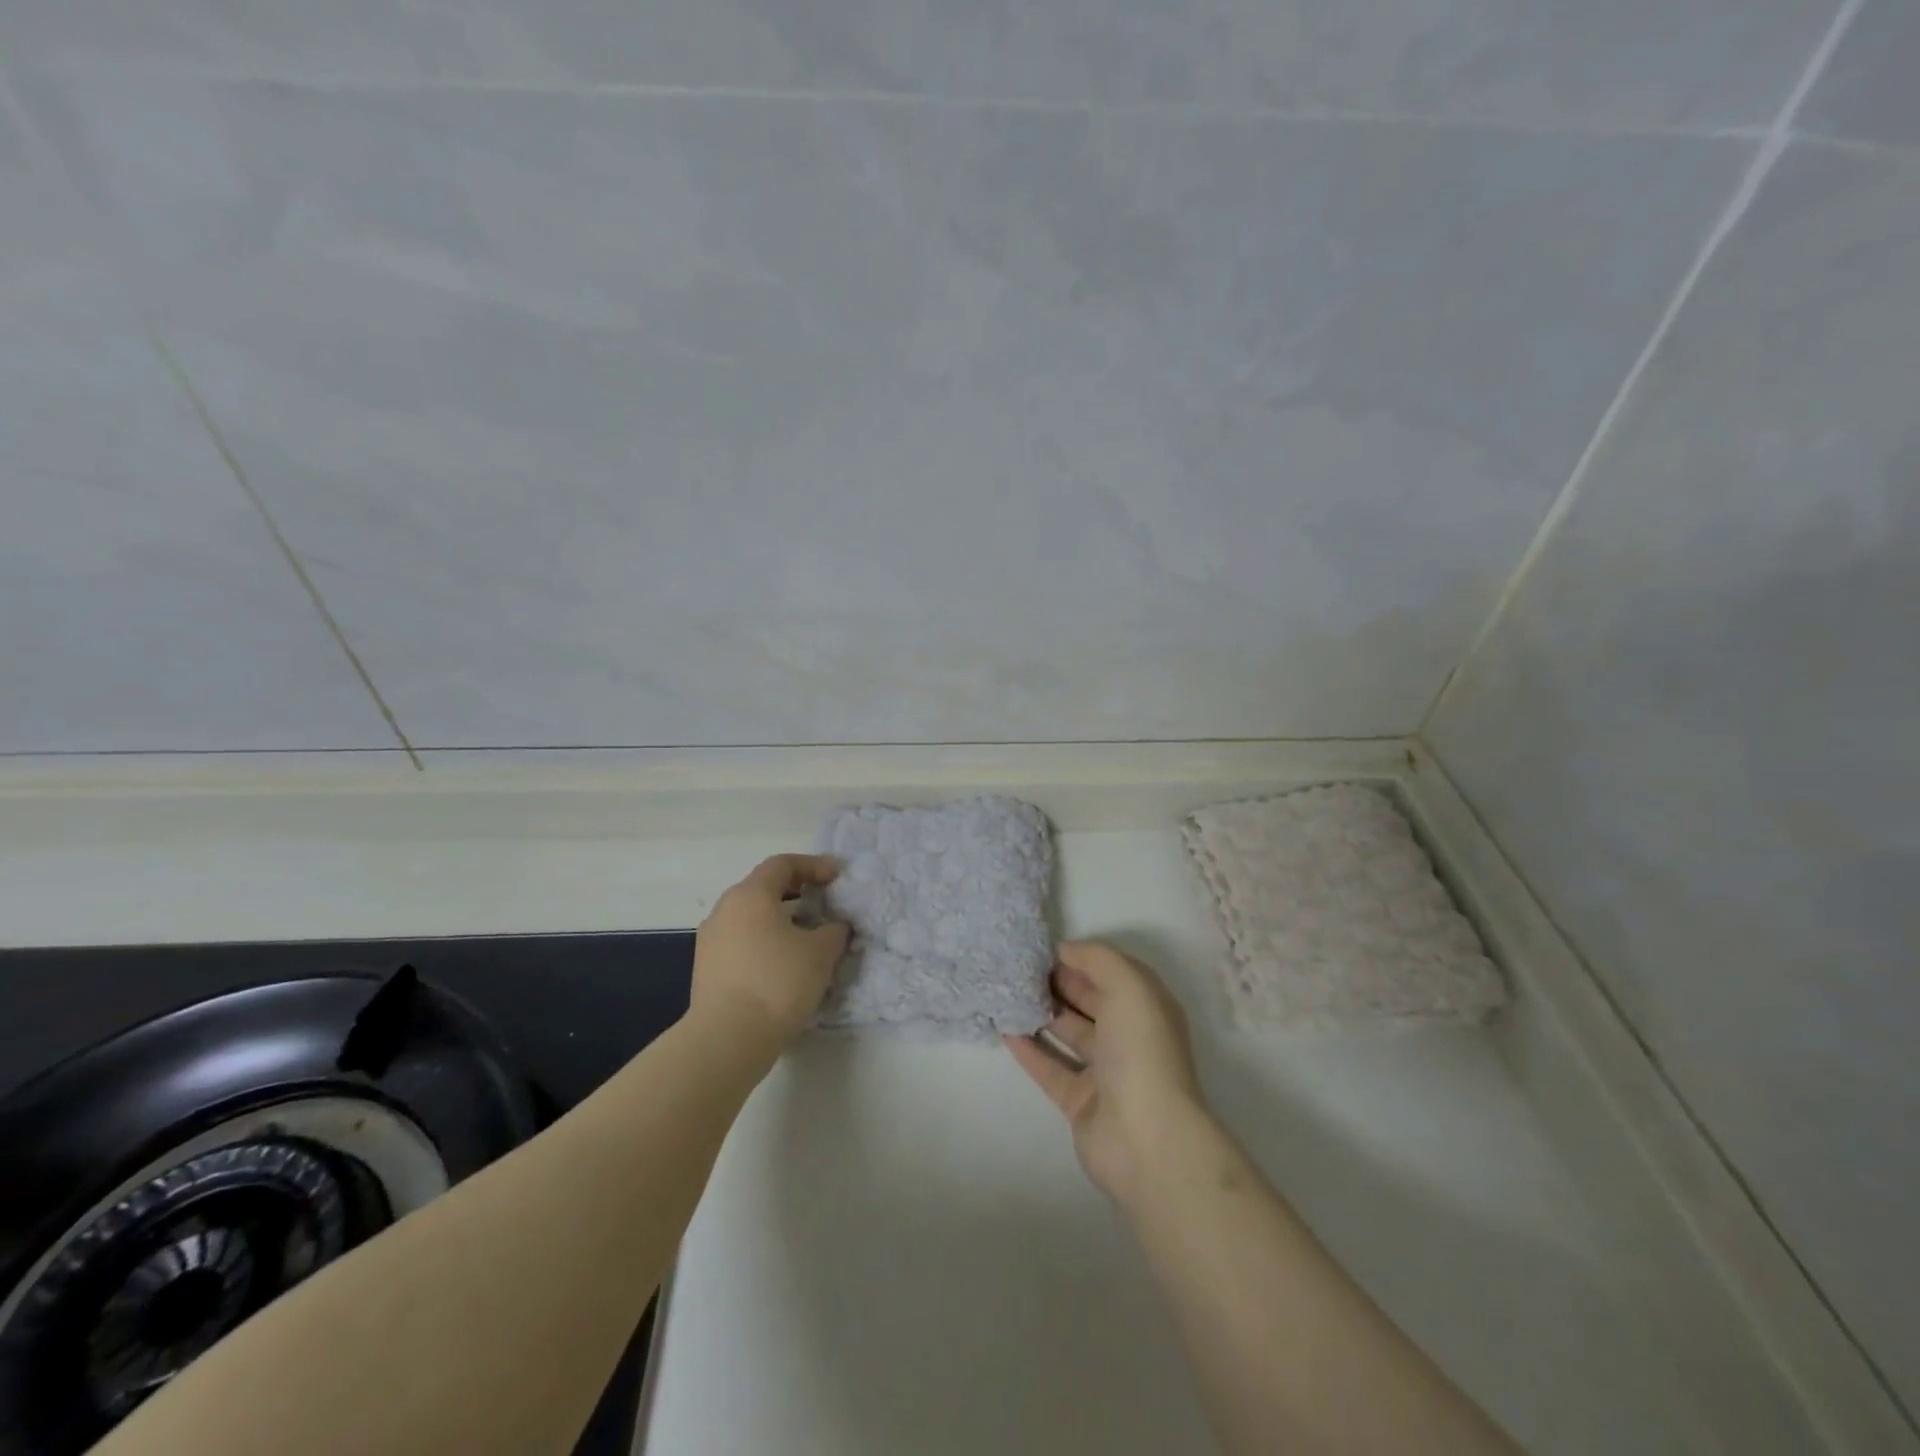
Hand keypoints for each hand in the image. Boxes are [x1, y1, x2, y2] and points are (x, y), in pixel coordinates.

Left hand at [692, 854, 849, 1046]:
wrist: (727, 1038)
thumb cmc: (778, 982)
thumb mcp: (821, 953)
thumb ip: (834, 931)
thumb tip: (834, 927)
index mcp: (750, 895)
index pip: (782, 864)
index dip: (813, 865)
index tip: (836, 877)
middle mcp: (725, 909)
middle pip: (763, 888)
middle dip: (796, 891)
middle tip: (823, 902)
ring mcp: (710, 940)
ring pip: (750, 917)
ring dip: (780, 919)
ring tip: (806, 937)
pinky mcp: (706, 969)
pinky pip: (741, 941)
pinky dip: (764, 941)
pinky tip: (783, 964)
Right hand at [1005, 941, 1207, 1205]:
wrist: (1146, 1139)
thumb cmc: (1141, 1051)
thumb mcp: (1128, 986)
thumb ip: (1097, 959)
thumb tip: (1066, 950)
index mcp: (1147, 1008)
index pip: (1111, 974)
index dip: (1080, 960)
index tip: (1042, 950)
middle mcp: (1129, 1037)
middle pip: (1090, 1002)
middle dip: (1059, 984)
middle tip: (1019, 969)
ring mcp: (1105, 1073)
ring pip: (1069, 1034)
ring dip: (1041, 1014)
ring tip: (1007, 993)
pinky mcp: (1081, 1102)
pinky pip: (1050, 1068)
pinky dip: (1029, 1050)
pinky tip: (1004, 1030)